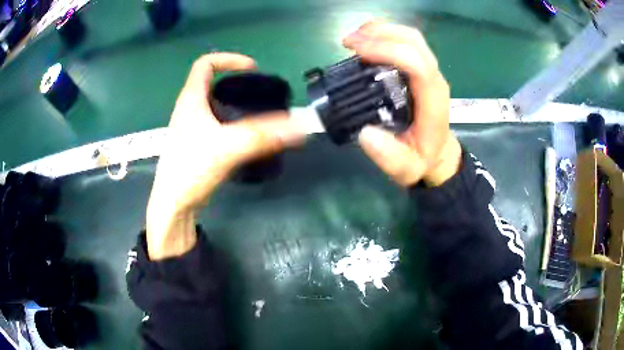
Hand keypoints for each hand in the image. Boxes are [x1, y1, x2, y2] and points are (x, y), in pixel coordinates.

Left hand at [146, 53, 304, 259]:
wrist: (173, 204)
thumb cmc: (191, 169)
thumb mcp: (228, 148)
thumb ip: (264, 136)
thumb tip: (299, 127)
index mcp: (191, 99)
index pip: (205, 63)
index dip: (229, 59)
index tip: (252, 69)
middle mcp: (188, 109)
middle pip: (210, 82)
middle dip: (235, 81)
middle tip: (258, 92)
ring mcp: (190, 127)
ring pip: (213, 104)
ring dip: (233, 103)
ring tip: (256, 113)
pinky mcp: (194, 143)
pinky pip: (214, 122)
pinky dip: (230, 122)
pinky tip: (244, 136)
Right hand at [343, 21, 461, 186]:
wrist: (437, 154)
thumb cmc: (422, 159)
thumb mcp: (406, 169)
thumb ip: (389, 157)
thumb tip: (365, 132)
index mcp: (432, 99)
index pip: (416, 63)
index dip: (387, 50)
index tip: (355, 51)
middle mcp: (434, 78)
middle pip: (413, 41)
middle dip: (380, 33)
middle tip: (348, 42)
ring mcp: (429, 71)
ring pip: (410, 37)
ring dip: (381, 30)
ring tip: (354, 39)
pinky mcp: (420, 69)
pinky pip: (406, 42)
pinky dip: (384, 36)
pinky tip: (366, 43)